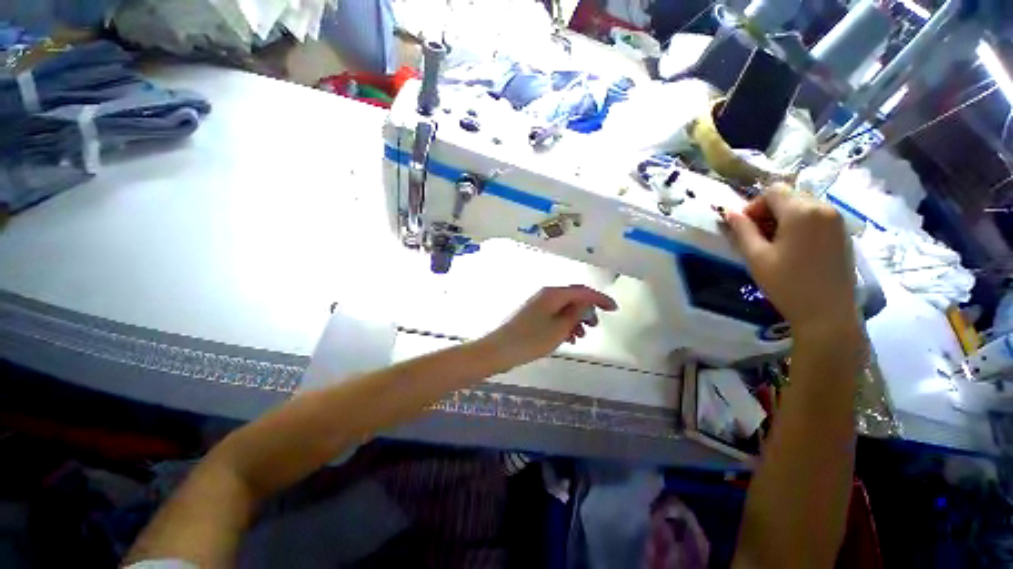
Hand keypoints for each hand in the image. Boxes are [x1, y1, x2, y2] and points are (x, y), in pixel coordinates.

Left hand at [480, 285, 617, 368]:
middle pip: (572, 297)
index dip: (600, 298)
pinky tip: (566, 337)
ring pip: (563, 307)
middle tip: (594, 326)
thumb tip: (587, 302)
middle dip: (586, 310)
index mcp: (553, 294)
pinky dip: (563, 324)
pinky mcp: (531, 314)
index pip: (582, 291)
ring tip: (580, 336)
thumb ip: (576, 313)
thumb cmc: (531, 340)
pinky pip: (553, 315)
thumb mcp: (559, 328)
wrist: (499, 350)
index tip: (614, 309)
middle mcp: (545, 294)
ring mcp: (536, 304)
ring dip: (575, 319)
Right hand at [723, 187, 858, 337]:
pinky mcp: (843, 233)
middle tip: (757, 237)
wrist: (827, 313)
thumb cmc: (787, 284)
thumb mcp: (756, 257)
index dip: (754, 205)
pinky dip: (800, 224)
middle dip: (769, 211)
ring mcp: (837, 220)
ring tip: (775, 244)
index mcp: (801, 212)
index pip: (773, 191)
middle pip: (789, 196)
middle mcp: (823, 208)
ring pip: (803, 205)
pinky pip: (817, 217)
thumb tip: (728, 212)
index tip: (745, 228)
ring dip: (784, 217)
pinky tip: (794, 248)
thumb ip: (741, 230)